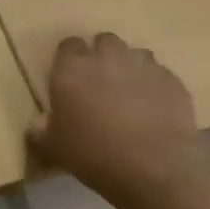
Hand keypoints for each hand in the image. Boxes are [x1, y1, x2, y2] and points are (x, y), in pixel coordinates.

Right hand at [28, 32, 203, 200]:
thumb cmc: (94, 155)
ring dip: (130, 68)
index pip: (68, 45)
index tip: (71, 79)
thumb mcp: (54, 148)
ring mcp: (143, 65)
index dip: (69, 59)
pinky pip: (160, 75)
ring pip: (135, 54)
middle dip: (102, 56)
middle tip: (101, 85)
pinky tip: (155, 110)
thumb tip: (38, 123)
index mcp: (73, 68)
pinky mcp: (172, 80)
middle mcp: (107, 57)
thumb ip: (41, 130)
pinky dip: (155, 86)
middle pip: (104, 41)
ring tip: (131, 95)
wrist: (155, 167)